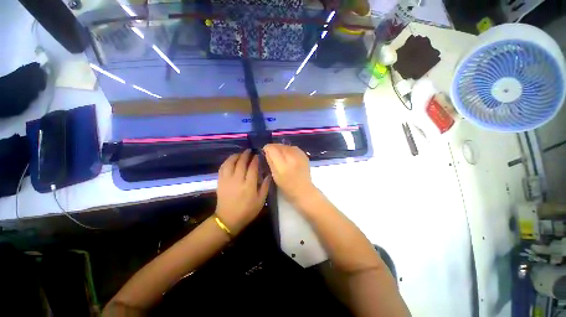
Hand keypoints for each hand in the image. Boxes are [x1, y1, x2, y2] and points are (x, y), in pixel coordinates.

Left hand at [215, 149, 269, 234]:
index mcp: (249, 185)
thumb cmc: (247, 211)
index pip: (252, 168)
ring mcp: (227, 180)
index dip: (255, 160)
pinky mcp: (220, 182)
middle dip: (246, 155)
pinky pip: (222, 168)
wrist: (228, 219)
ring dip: (235, 156)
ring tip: (240, 154)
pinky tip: (230, 160)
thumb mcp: (261, 201)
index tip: (257, 155)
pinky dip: (227, 162)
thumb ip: (265, 187)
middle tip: (249, 151)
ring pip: (230, 163)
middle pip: (241, 163)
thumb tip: (268, 174)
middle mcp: (237, 180)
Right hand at [263, 144, 317, 204]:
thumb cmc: (287, 186)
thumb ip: (270, 161)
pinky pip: (293, 147)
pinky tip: (288, 156)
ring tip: (280, 156)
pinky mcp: (304, 155)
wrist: (304, 190)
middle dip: (274, 148)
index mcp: (283, 165)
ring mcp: (300, 155)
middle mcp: (292, 157)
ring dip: (281, 148)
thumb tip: (266, 150)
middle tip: (272, 155)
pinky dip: (289, 150)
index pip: (272, 148)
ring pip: (286, 145)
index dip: (267, 149)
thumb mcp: (275, 175)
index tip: (265, 152)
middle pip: (279, 145)